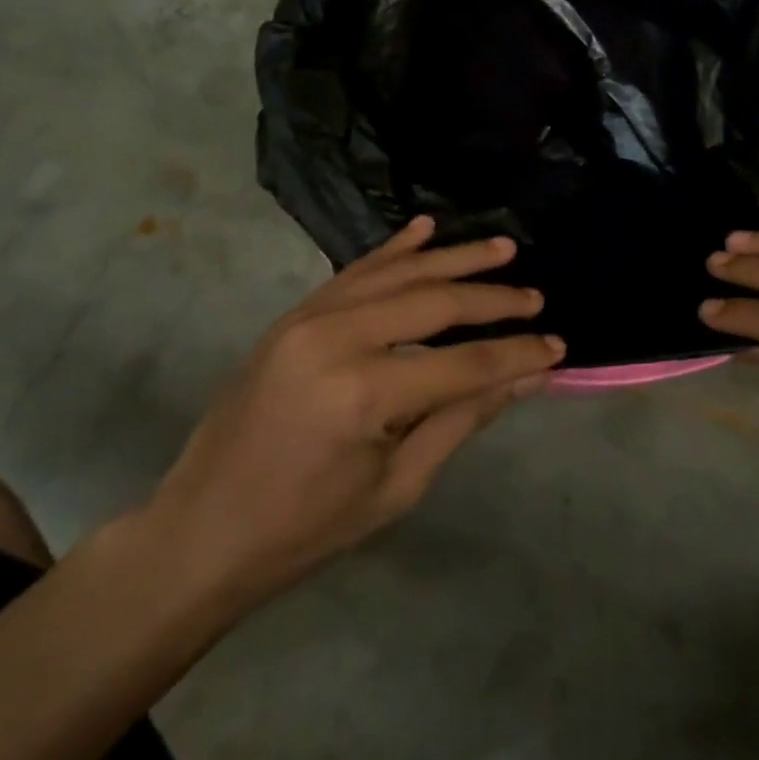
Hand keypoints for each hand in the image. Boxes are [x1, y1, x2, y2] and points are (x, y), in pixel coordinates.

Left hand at [147, 217, 562, 602]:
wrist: (200, 531)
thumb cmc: (304, 529)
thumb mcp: (397, 487)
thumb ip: (463, 419)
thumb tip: (529, 377)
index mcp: (364, 393)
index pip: (464, 364)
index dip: (516, 355)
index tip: (558, 347)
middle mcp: (337, 338)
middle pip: (433, 303)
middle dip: (493, 300)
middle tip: (537, 297)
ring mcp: (309, 318)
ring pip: (397, 273)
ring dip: (453, 258)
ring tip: (502, 248)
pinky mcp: (293, 315)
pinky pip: (354, 272)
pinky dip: (393, 249)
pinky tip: (425, 228)